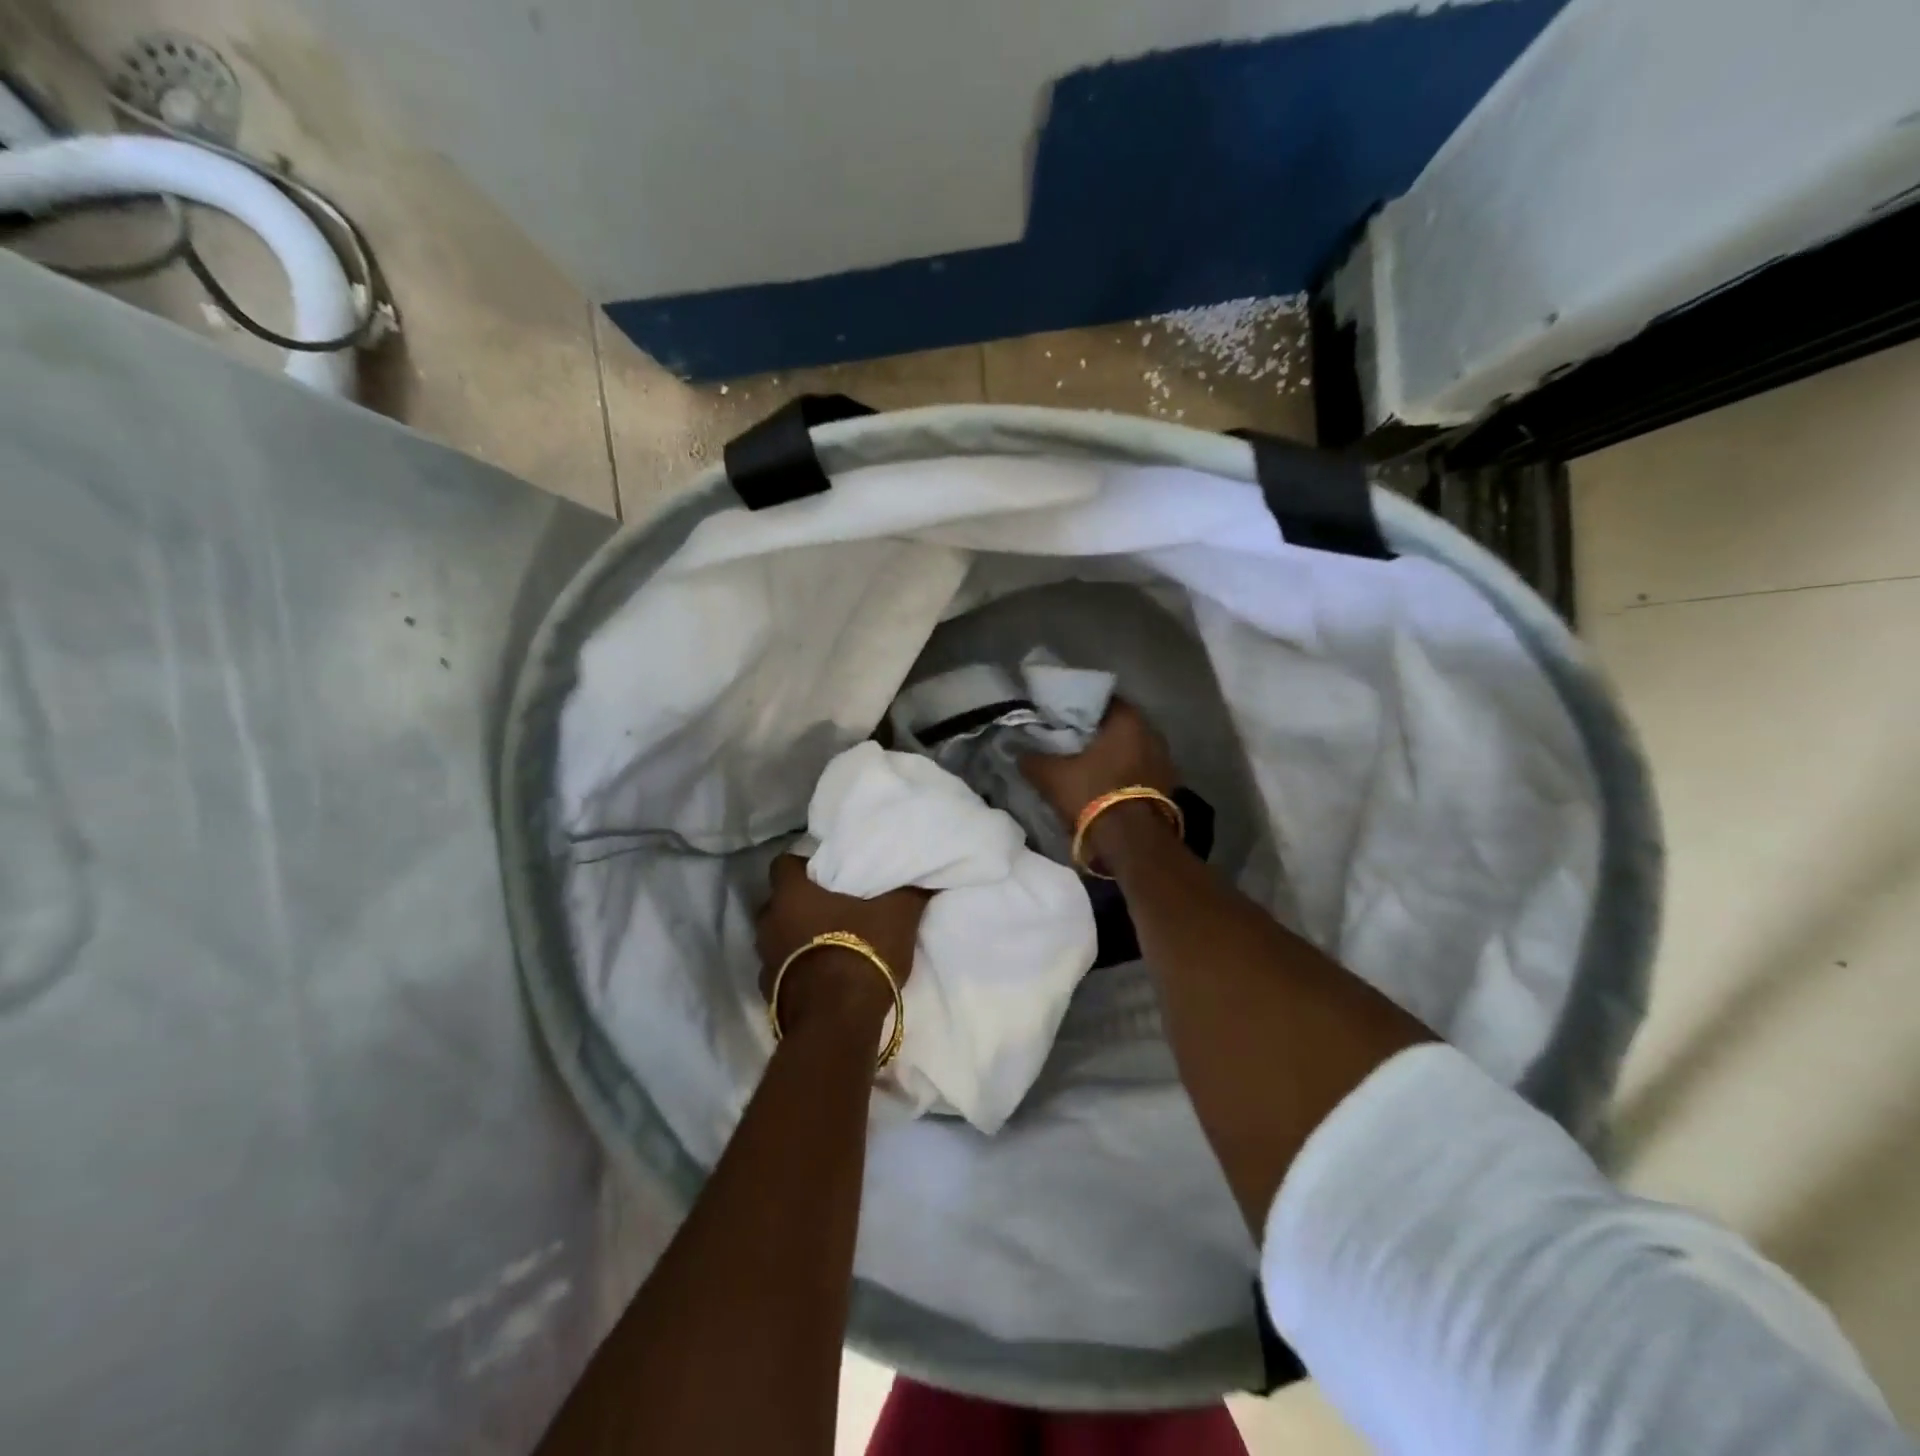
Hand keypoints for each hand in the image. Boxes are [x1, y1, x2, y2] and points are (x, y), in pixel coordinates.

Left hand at [757, 855, 928, 1030]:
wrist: (837, 1022)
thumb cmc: (862, 952)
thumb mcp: (897, 915)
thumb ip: (907, 891)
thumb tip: (922, 878)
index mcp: (792, 895)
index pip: (782, 864)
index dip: (802, 865)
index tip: (824, 871)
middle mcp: (769, 923)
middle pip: (778, 903)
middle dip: (798, 904)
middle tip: (830, 907)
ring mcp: (765, 961)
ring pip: (776, 938)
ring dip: (795, 938)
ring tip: (826, 942)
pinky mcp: (769, 995)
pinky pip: (781, 972)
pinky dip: (797, 970)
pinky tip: (822, 975)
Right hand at [1019, 698, 1176, 828]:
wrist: (1132, 842)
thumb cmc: (1093, 794)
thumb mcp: (1052, 776)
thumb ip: (1033, 759)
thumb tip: (1019, 752)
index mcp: (1128, 720)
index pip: (1101, 700)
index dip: (1079, 707)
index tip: (1061, 716)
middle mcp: (1152, 733)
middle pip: (1118, 725)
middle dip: (1096, 732)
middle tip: (1071, 739)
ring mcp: (1165, 760)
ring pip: (1131, 748)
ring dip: (1113, 754)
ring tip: (1087, 763)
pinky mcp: (1169, 786)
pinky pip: (1141, 769)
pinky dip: (1125, 772)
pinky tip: (1106, 783)